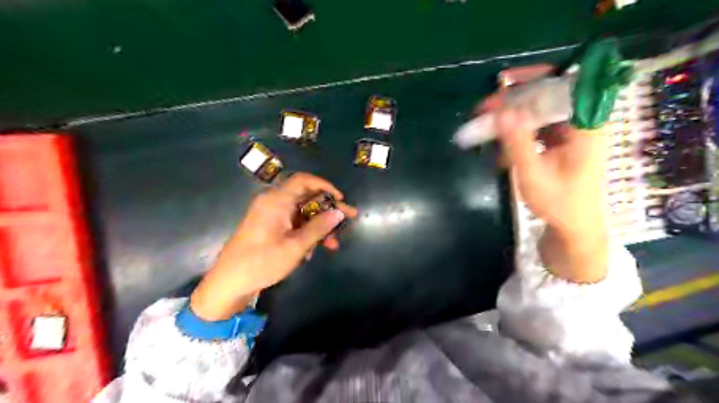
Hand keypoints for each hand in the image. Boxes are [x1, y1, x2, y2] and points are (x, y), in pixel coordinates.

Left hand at [193, 173, 357, 320]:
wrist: (229, 283)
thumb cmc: (262, 262)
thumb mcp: (295, 246)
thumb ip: (319, 227)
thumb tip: (339, 213)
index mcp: (276, 201)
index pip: (304, 181)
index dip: (325, 186)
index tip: (341, 199)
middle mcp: (273, 202)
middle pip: (306, 198)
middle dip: (328, 210)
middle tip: (348, 220)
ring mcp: (270, 215)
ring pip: (301, 213)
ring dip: (318, 226)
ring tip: (333, 244)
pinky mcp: (269, 227)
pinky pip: (293, 223)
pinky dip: (305, 233)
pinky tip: (313, 250)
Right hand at [486, 94, 607, 283]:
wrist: (573, 225)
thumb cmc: (558, 203)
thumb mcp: (533, 175)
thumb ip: (518, 143)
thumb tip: (502, 112)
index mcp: (586, 128)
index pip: (568, 85)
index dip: (538, 77)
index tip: (506, 80)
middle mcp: (581, 123)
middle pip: (548, 95)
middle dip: (514, 99)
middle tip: (485, 108)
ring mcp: (570, 132)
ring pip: (539, 110)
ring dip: (511, 115)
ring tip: (485, 125)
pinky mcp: (560, 141)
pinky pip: (537, 126)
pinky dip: (517, 131)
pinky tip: (501, 146)